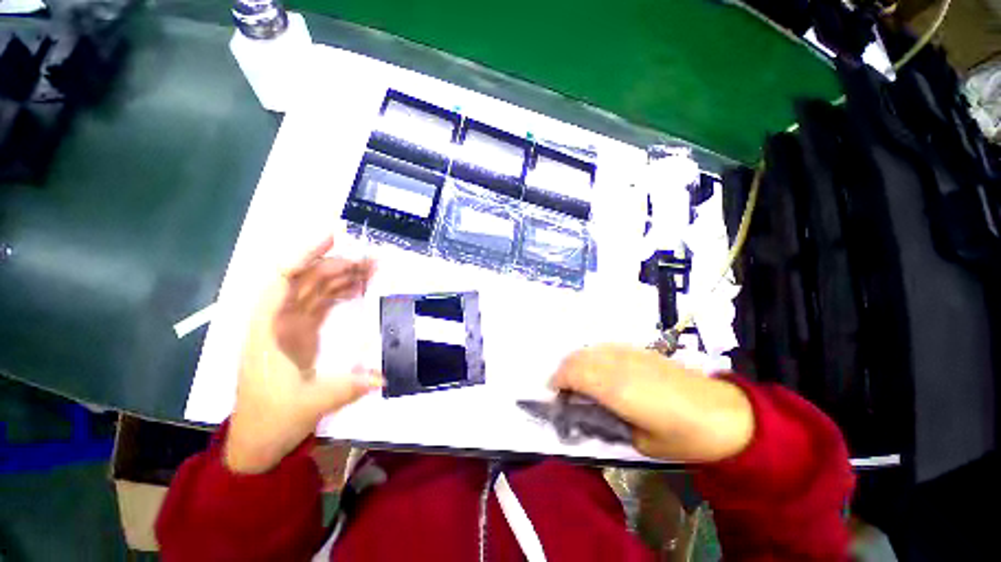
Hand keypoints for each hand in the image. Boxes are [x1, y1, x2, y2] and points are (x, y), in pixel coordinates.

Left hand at [225, 236, 381, 473]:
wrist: (259, 438)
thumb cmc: (272, 419)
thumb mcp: (310, 405)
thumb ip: (347, 387)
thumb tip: (384, 375)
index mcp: (268, 330)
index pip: (282, 279)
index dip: (304, 255)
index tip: (333, 239)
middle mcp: (277, 320)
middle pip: (306, 279)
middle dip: (338, 264)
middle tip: (373, 260)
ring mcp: (290, 326)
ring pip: (316, 289)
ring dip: (343, 276)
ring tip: (373, 269)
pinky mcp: (302, 333)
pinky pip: (323, 303)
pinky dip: (341, 293)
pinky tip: (359, 288)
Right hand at [550, 344, 754, 462]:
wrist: (724, 413)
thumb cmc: (682, 436)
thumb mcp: (640, 442)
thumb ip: (608, 421)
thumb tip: (589, 409)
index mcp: (615, 387)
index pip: (573, 373)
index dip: (557, 381)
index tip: (552, 393)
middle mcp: (617, 363)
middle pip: (578, 357)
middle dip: (563, 370)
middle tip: (561, 388)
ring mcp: (629, 353)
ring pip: (590, 349)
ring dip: (576, 361)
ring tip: (576, 378)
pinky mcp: (639, 350)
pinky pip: (605, 347)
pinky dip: (592, 356)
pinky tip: (598, 369)